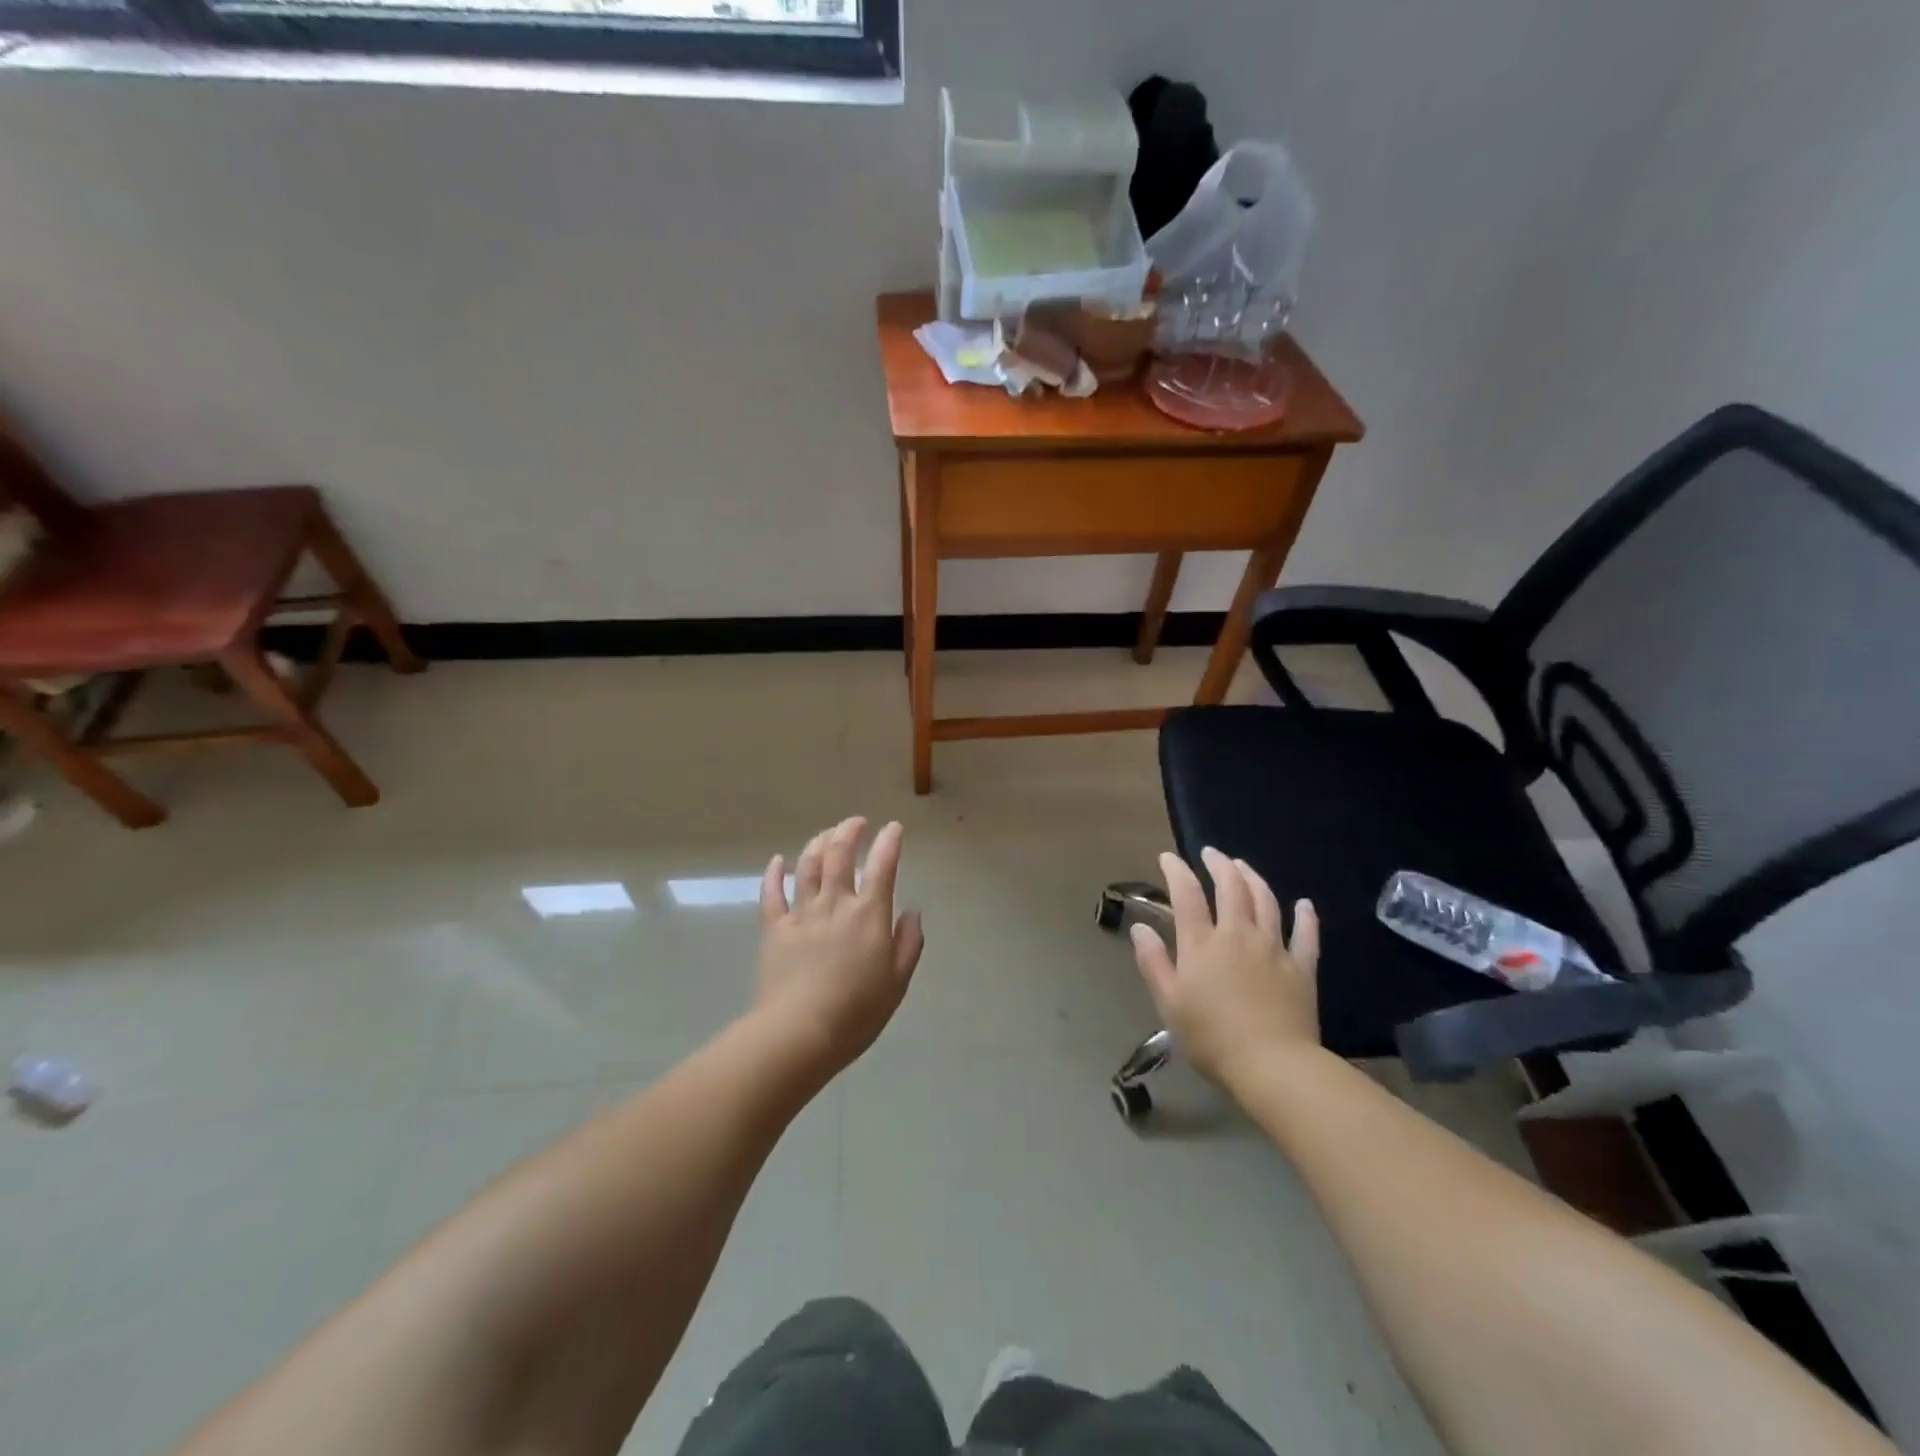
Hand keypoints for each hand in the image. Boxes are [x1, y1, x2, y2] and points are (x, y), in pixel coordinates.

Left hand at [753, 816, 924, 1077]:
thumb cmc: (857, 1012)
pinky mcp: (774, 929)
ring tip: (826, 834)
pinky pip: (772, 893)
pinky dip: (774, 873)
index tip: (893, 828)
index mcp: (869, 914)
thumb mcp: (897, 982)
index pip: (882, 866)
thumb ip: (908, 943)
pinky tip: (778, 860)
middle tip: (856, 822)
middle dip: (849, 831)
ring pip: (808, 866)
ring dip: (818, 843)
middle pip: (840, 855)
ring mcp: (802, 913)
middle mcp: (835, 904)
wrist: (800, 1032)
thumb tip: (912, 912)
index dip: (889, 842)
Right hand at [1128, 846, 1321, 1090]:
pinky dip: (1305, 916)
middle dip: (1219, 864)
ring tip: (1244, 867)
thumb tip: (1140, 927)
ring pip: (1266, 901)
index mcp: (1202, 943)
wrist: (1272, 1066)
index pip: (1187, 894)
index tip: (1168, 858)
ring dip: (1253, 878)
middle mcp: (1238, 935)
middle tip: (1211, 853)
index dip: (1176, 871)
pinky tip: (1305, 904)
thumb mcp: (1169, 1002)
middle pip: (1231, 887)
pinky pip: (1306, 935)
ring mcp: (1274, 948)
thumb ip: (1153, 961)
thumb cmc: (1211, 1037)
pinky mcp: (1301, 968)